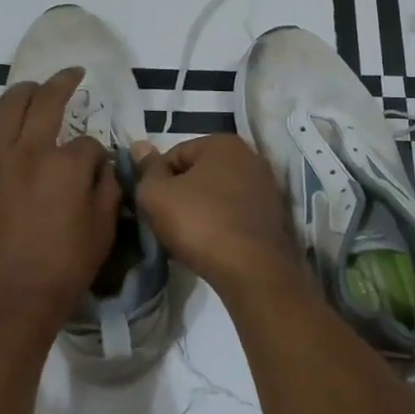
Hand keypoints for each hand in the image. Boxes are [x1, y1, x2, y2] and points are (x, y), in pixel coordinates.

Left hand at [0, 68, 119, 345]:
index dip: (98, 153)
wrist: (9, 304)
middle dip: (63, 83)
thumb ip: (108, 190)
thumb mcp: (103, 231)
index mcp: (67, 165)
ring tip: (30, 90)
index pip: (89, 142)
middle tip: (72, 76)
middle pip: (46, 102)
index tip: (98, 168)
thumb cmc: (63, 271)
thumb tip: (103, 167)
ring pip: (5, 109)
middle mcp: (29, 152)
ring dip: (22, 93)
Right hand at [132, 135, 301, 296]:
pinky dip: (221, 225)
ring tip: (187, 238)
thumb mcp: (156, 195)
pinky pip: (235, 214)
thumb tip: (140, 147)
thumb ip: (146, 169)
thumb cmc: (199, 223)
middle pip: (199, 174)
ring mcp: (267, 187)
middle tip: (165, 222)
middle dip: (180, 195)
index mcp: (224, 143)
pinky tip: (211, 245)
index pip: (175, 154)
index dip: (156, 179)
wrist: (251, 270)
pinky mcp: (274, 216)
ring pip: (218, 196)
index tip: (150, 205)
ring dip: (200, 211)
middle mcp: (251, 157)